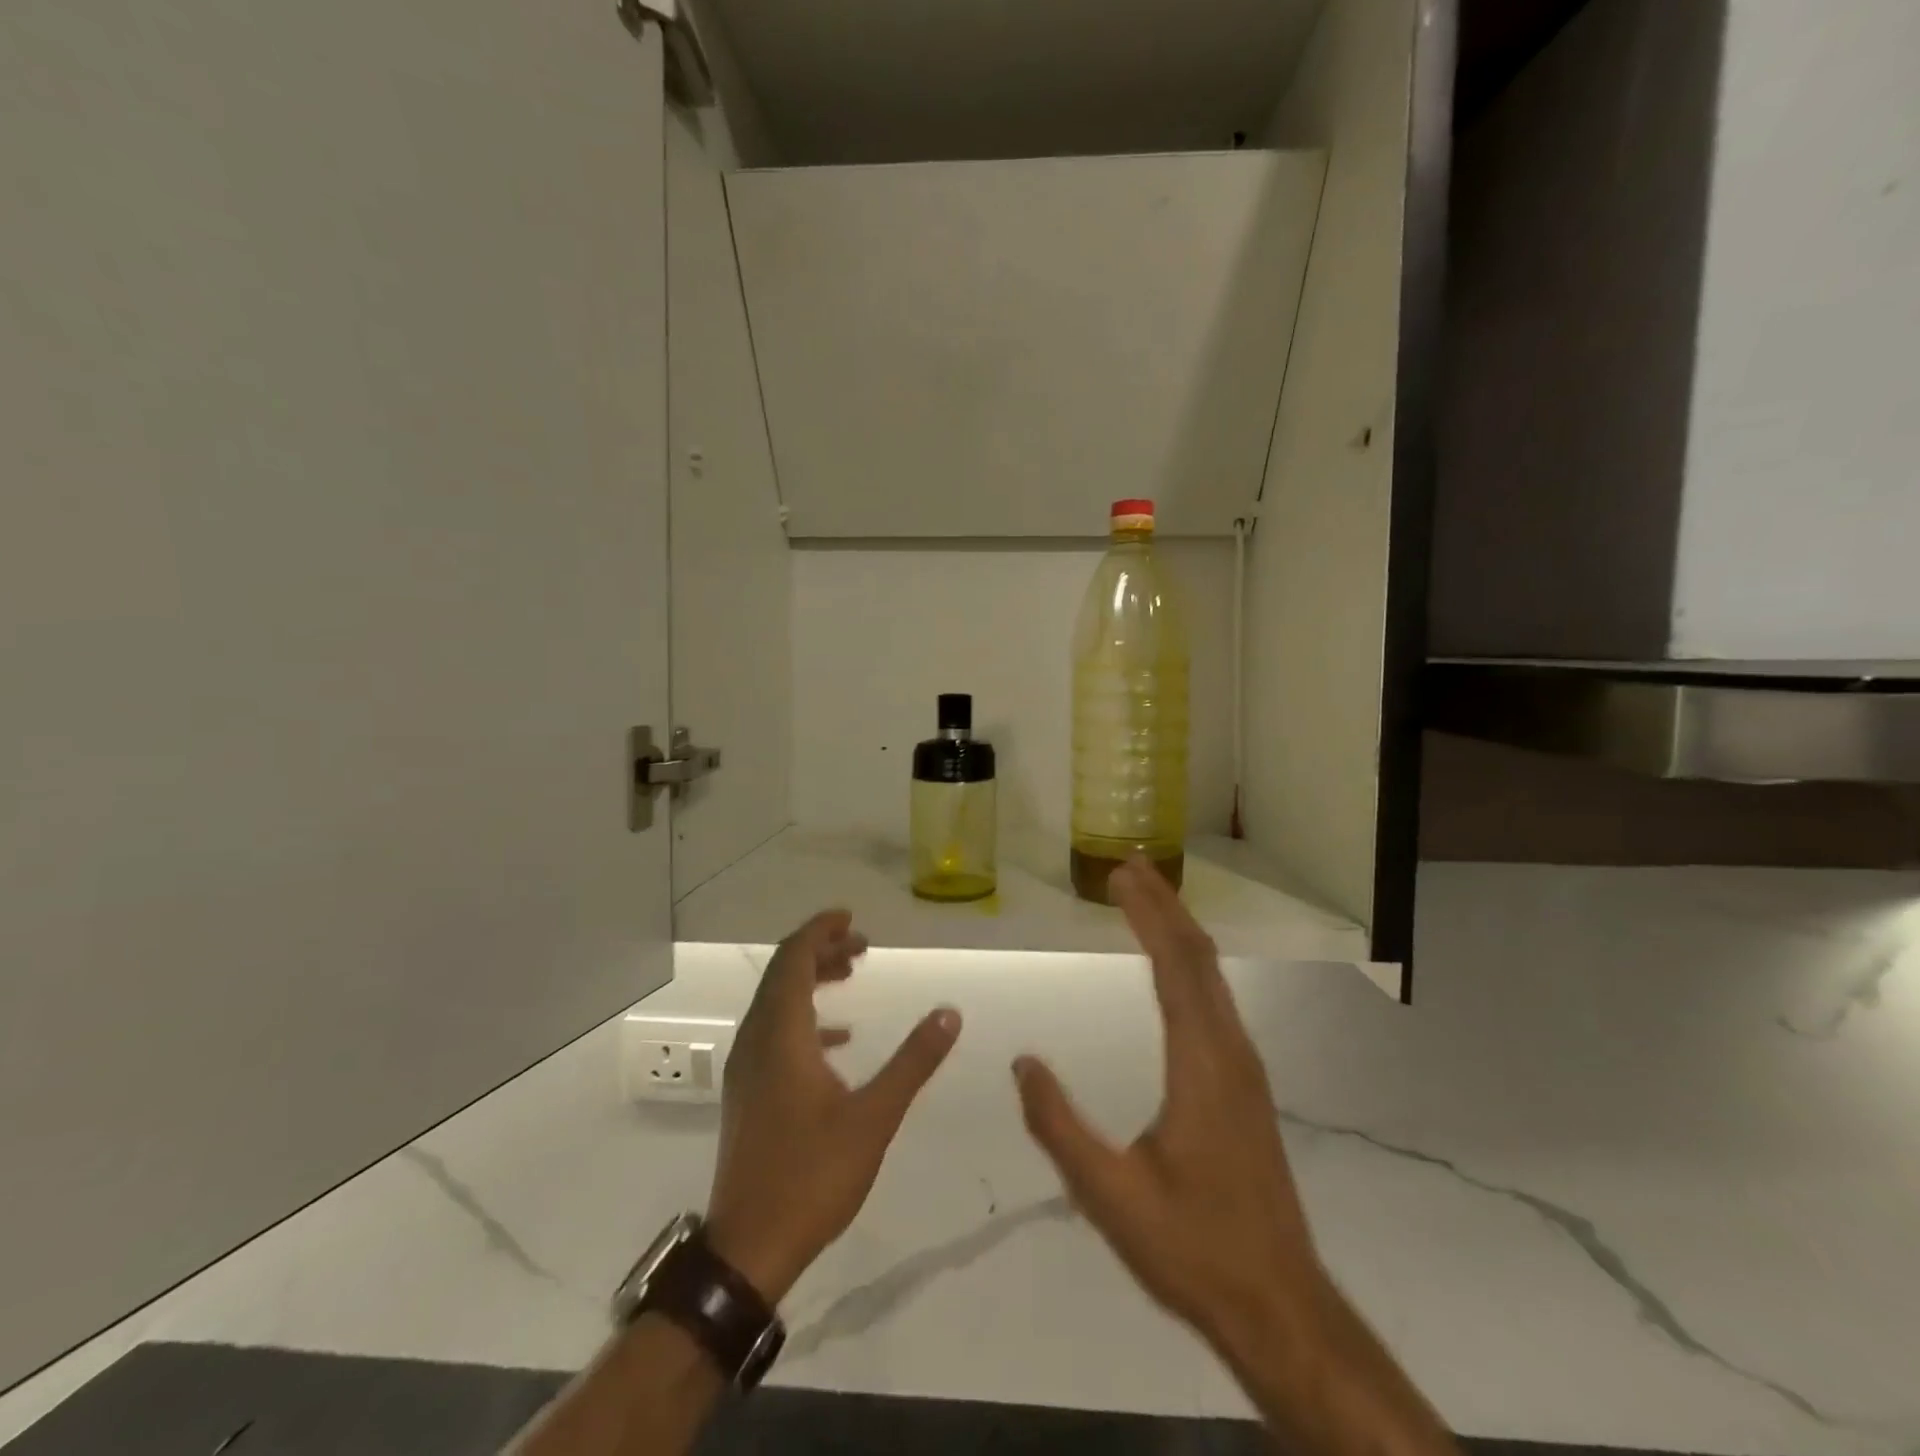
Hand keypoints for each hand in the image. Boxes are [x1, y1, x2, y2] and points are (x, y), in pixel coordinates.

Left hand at [705, 910, 960, 1304]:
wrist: (749, 1248)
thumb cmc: (812, 1176)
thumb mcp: (874, 1116)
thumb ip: (913, 1061)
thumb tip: (950, 1012)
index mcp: (781, 1035)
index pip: (793, 959)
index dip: (819, 930)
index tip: (851, 917)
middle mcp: (756, 1040)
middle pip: (784, 974)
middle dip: (821, 950)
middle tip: (862, 945)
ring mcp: (747, 1068)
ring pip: (777, 1001)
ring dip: (812, 980)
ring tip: (852, 973)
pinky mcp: (749, 1092)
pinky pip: (774, 1031)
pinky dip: (805, 1017)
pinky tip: (838, 1038)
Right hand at [1012, 859, 1319, 1350]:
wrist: (1279, 1305)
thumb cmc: (1192, 1248)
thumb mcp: (1109, 1195)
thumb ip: (1059, 1126)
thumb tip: (1023, 1061)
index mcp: (1201, 1066)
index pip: (1174, 968)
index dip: (1147, 916)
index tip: (1119, 877)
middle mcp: (1230, 1052)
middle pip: (1199, 958)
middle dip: (1164, 905)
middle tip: (1128, 867)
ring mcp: (1244, 1068)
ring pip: (1213, 977)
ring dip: (1180, 929)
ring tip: (1147, 899)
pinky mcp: (1246, 1085)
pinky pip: (1218, 1000)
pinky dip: (1191, 963)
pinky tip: (1176, 966)